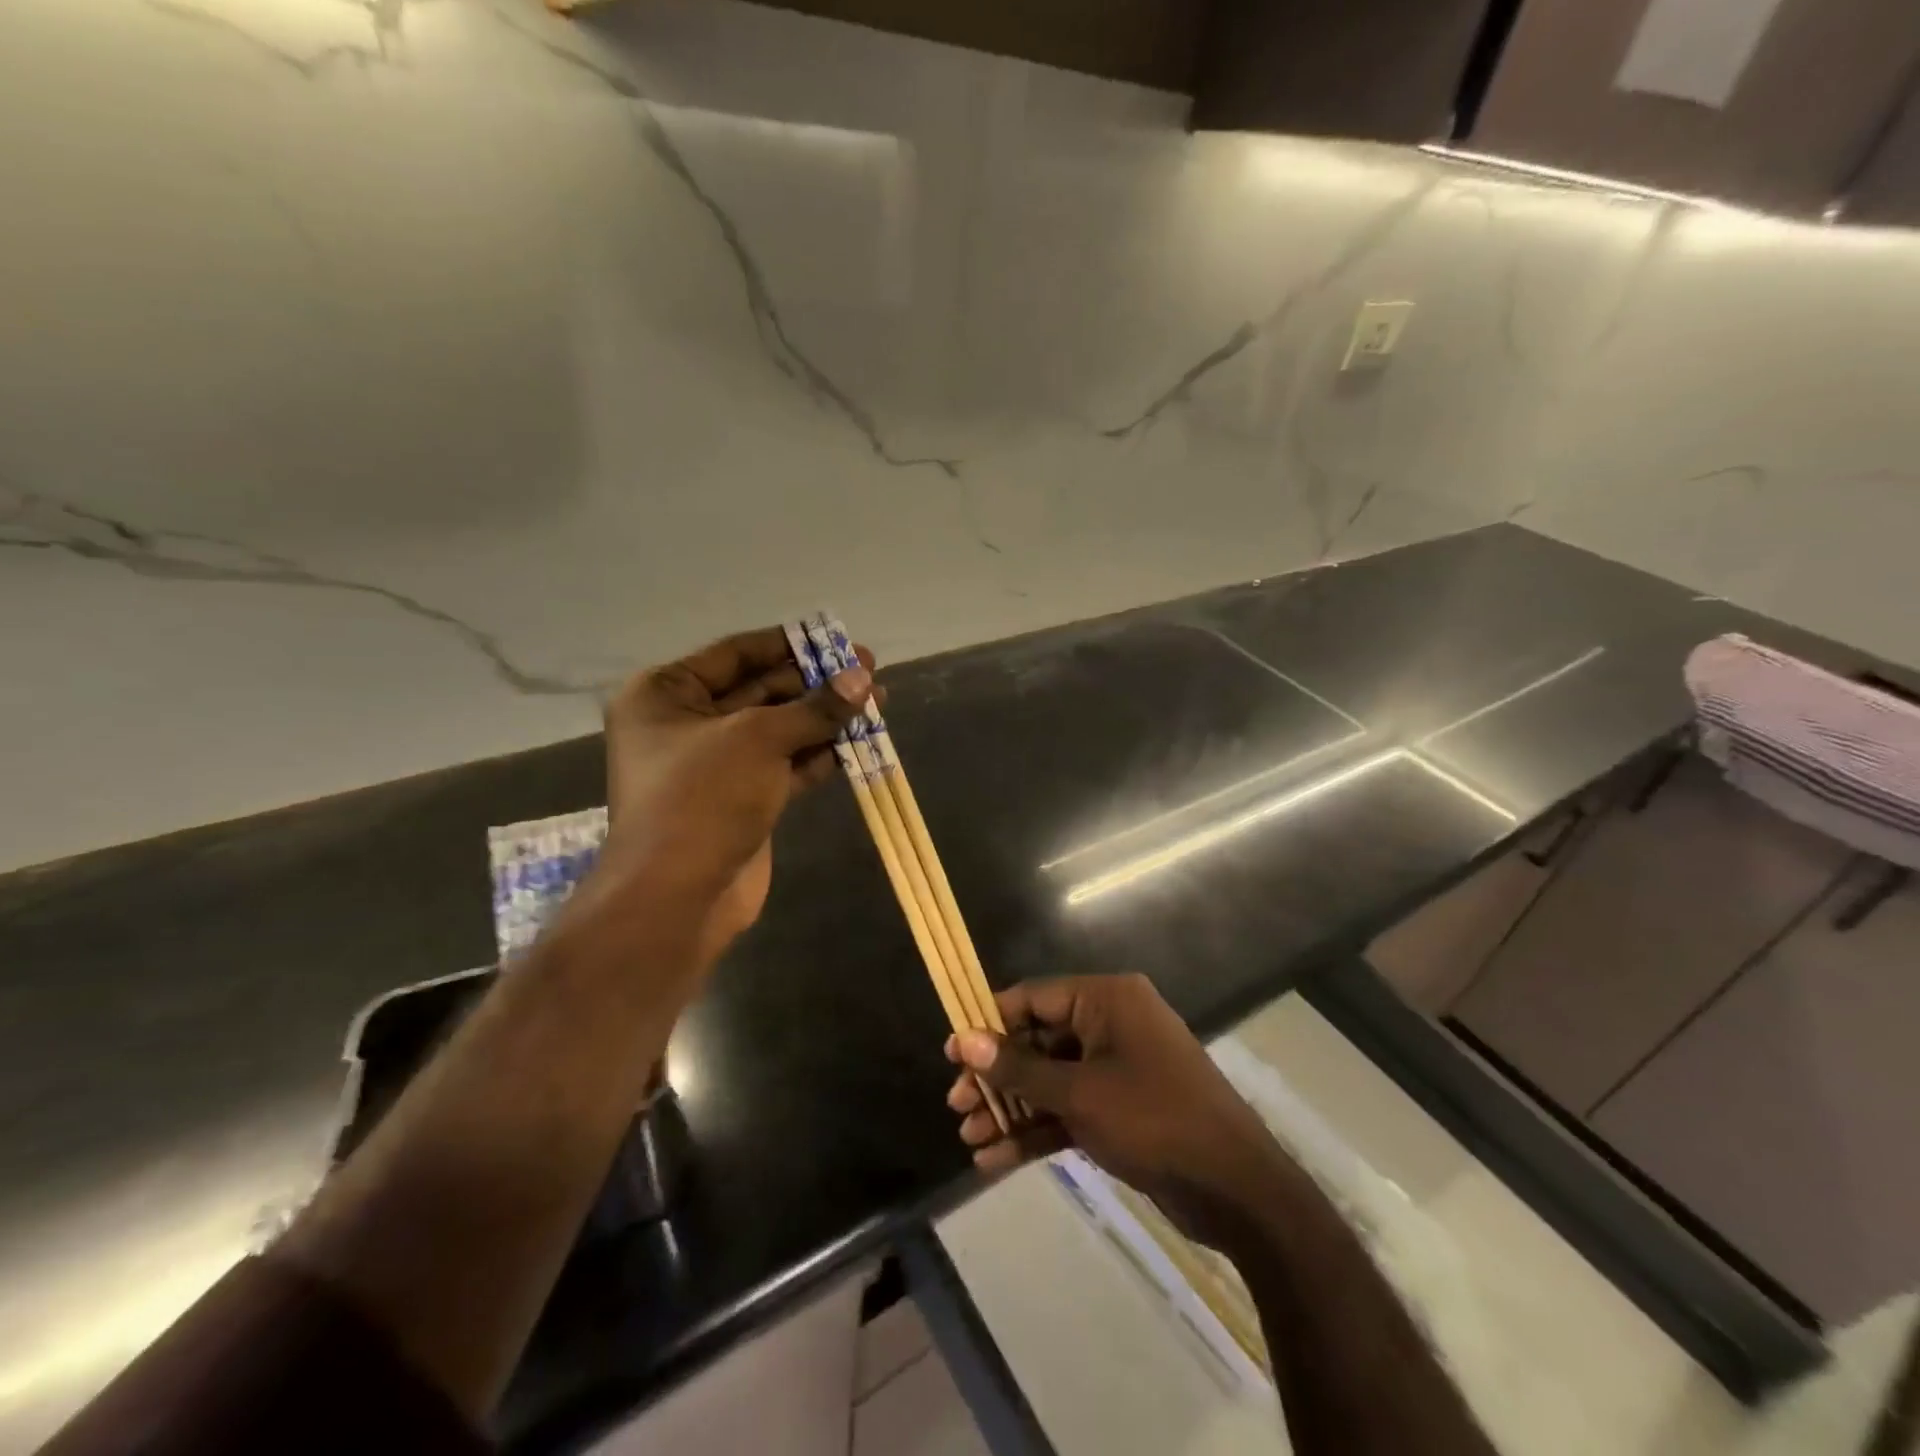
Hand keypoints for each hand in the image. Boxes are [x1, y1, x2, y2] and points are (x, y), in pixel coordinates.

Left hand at [589, 626, 875, 964]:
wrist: (678, 897)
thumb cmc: (703, 798)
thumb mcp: (760, 739)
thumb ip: (815, 707)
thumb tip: (862, 677)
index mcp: (667, 694)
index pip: (736, 653)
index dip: (789, 644)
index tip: (835, 638)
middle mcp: (687, 723)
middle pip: (761, 690)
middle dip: (815, 683)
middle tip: (868, 671)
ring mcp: (716, 764)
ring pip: (778, 729)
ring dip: (823, 718)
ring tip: (876, 702)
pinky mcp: (742, 798)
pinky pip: (784, 764)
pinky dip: (817, 754)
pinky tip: (857, 742)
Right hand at [946, 975, 1285, 1244]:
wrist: (1238, 1191)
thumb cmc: (1155, 1121)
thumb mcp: (1080, 1093)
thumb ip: (1020, 1067)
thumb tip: (965, 1040)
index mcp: (1106, 999)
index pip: (1033, 998)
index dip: (989, 1023)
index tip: (951, 1053)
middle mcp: (1110, 1024)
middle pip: (1038, 1040)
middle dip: (997, 1076)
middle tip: (956, 1106)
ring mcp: (1117, 1067)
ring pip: (1050, 1079)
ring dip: (1012, 1108)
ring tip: (968, 1137)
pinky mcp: (1122, 1108)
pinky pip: (1070, 1108)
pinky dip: (1037, 1130)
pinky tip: (995, 1160)